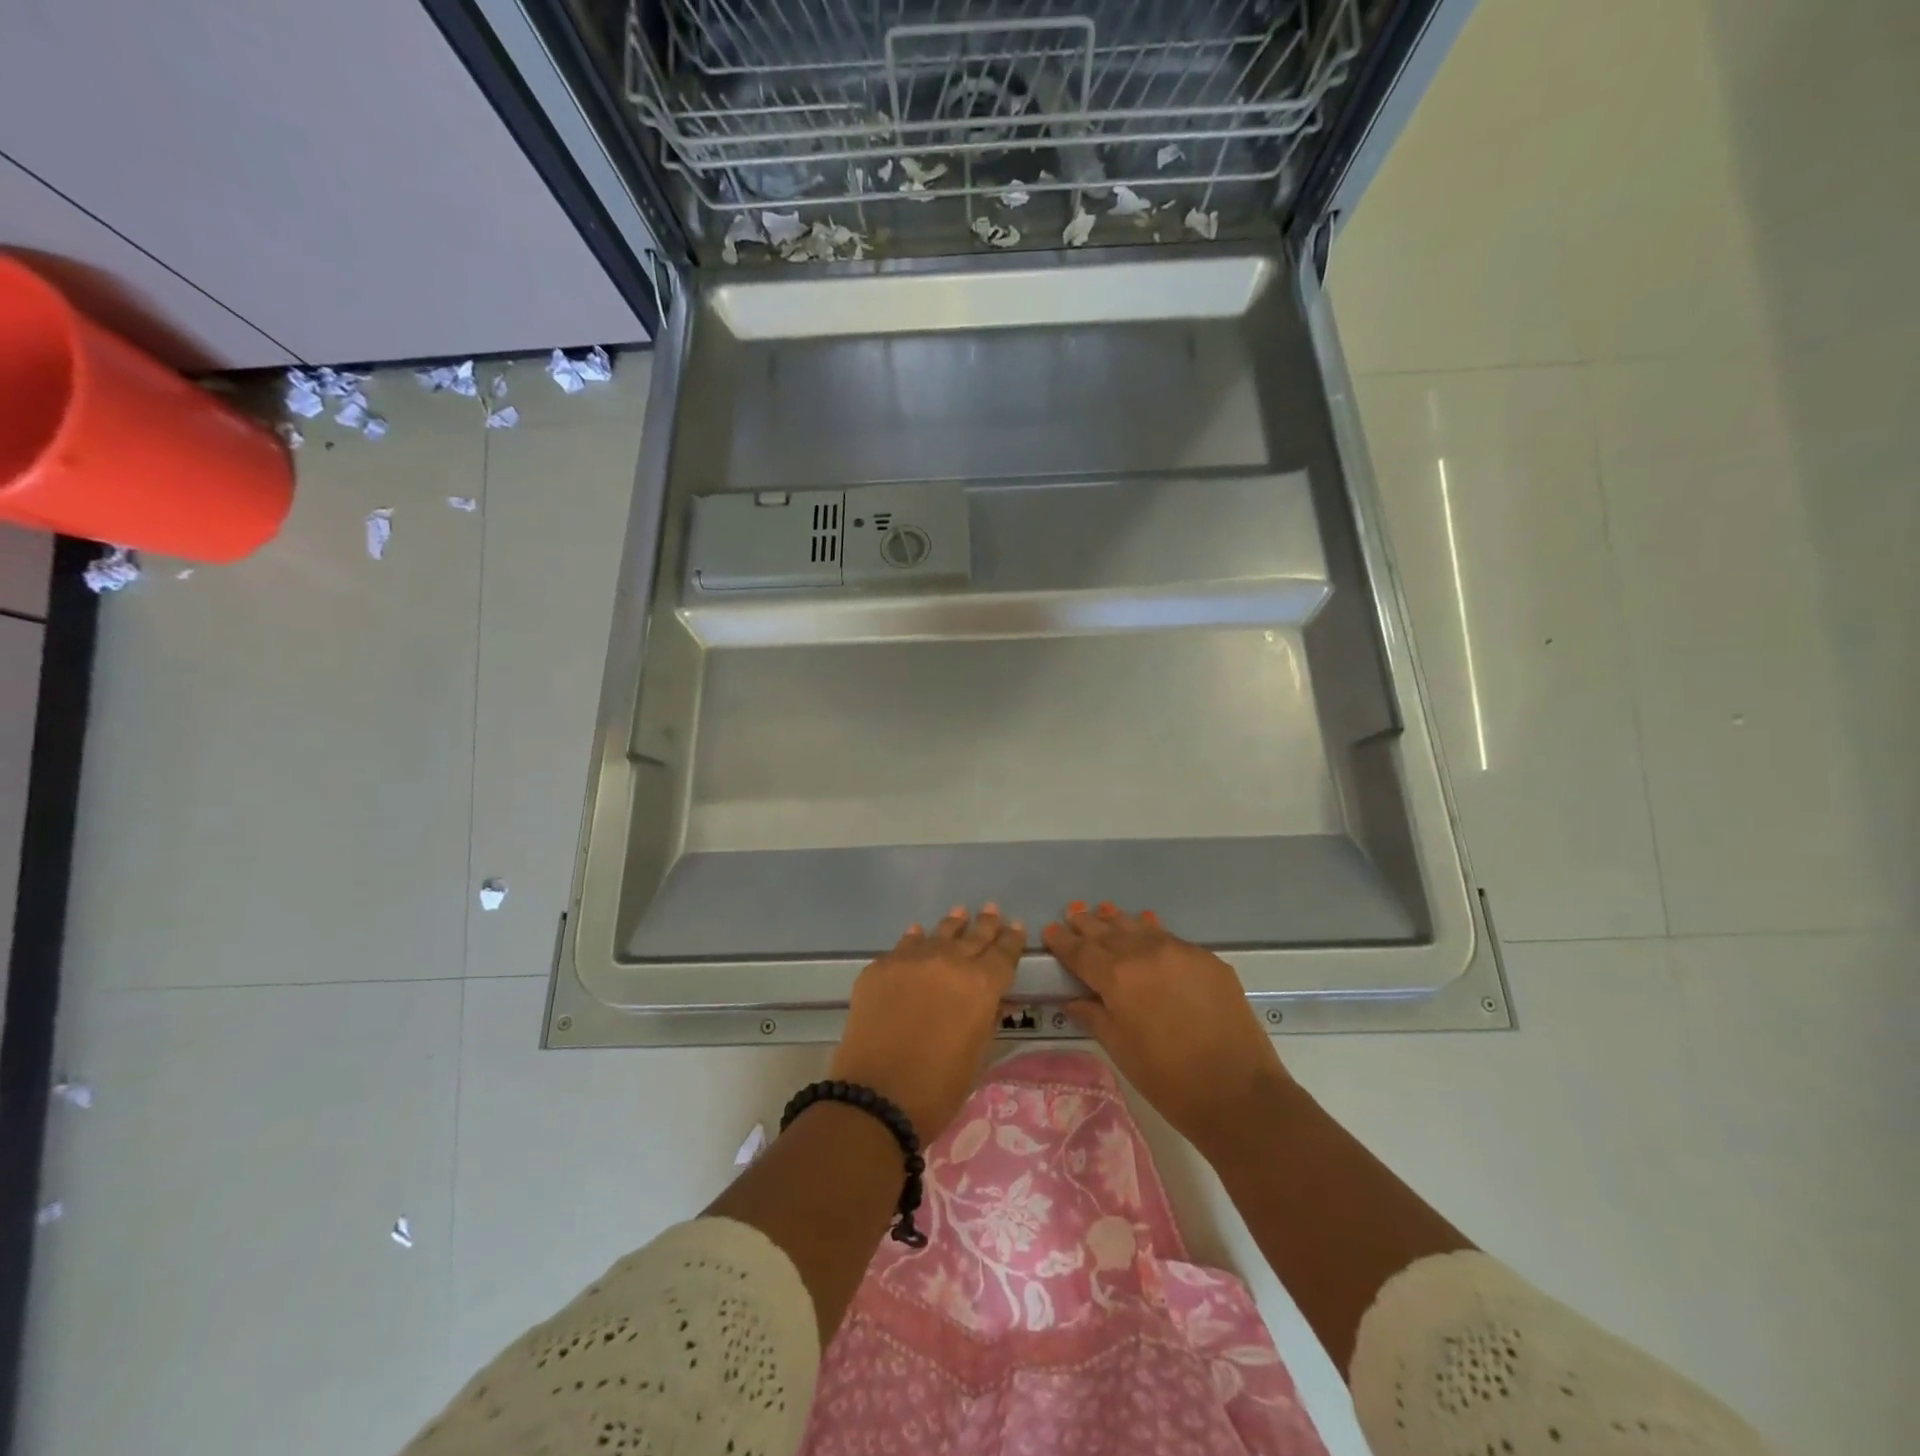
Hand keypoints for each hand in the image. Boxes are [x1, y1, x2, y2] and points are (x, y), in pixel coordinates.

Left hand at [828, 905, 1023, 1140]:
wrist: (876, 1096)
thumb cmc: (938, 1088)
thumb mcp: (977, 1054)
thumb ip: (987, 1018)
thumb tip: (994, 1000)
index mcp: (981, 984)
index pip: (1003, 953)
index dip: (1012, 940)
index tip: (1016, 927)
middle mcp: (949, 961)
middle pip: (973, 936)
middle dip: (985, 924)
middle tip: (991, 909)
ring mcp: (911, 960)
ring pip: (938, 934)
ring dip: (952, 924)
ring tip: (959, 913)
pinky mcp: (880, 967)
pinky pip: (903, 946)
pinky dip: (915, 939)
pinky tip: (917, 933)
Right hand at [1044, 903, 1292, 1152]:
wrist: (1237, 1091)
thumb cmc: (1167, 1079)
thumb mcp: (1119, 1048)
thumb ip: (1094, 1016)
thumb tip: (1075, 999)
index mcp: (1116, 976)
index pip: (1080, 951)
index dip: (1062, 941)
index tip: (1050, 930)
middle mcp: (1144, 952)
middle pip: (1108, 931)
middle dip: (1087, 923)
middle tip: (1073, 912)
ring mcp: (1179, 951)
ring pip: (1140, 927)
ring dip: (1118, 920)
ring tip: (1104, 910)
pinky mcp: (1207, 959)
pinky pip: (1170, 938)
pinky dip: (1152, 931)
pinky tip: (1147, 926)